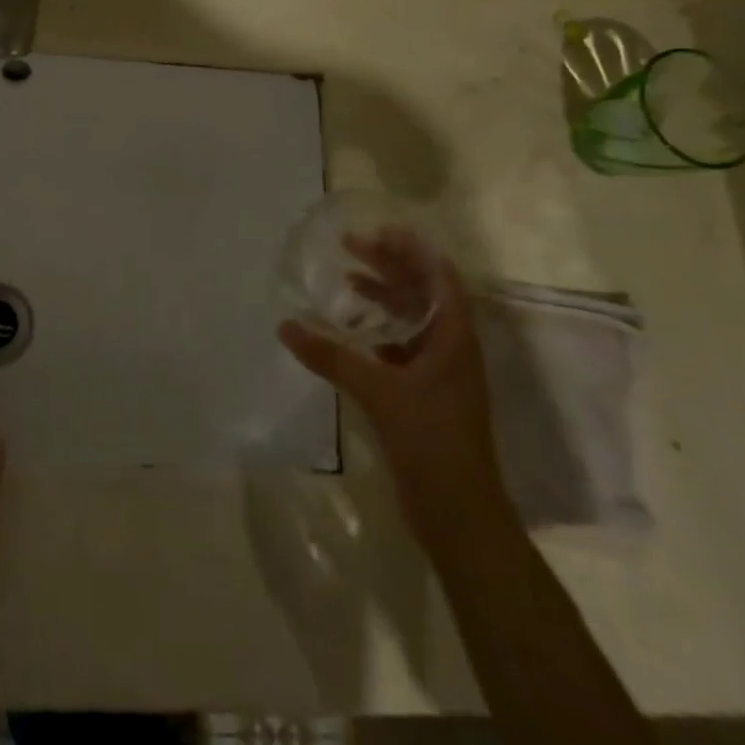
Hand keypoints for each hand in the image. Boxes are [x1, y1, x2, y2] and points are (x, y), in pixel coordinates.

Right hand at [279, 232, 511, 542]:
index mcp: (455, 337)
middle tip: (352, 247)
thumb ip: (331, 356)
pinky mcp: (426, 394)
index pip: (440, 276)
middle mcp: (452, 347)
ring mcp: (441, 372)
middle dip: (392, 266)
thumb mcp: (378, 392)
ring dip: (385, 296)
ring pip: (413, 319)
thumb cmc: (430, 441)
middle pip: (425, 292)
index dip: (414, 250)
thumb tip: (285, 326)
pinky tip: (352, 332)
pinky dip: (379, 331)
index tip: (379, 230)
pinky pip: (402, 347)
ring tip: (349, 279)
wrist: (460, 514)